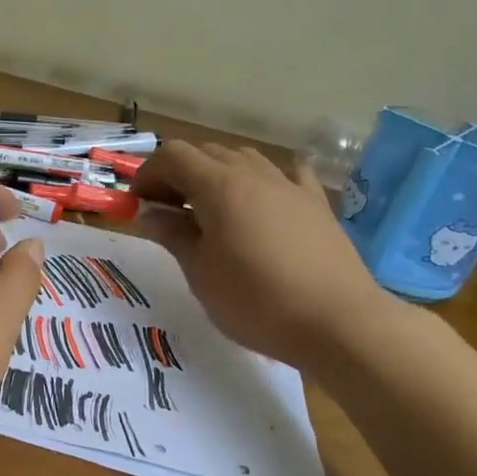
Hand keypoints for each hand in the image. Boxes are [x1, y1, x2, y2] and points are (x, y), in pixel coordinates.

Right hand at [129, 142, 393, 371]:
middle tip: (166, 210)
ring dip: (216, 173)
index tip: (138, 204)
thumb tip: (149, 213)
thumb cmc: (256, 301)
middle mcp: (253, 174)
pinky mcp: (316, 204)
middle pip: (206, 152)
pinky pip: (286, 174)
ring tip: (208, 209)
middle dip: (178, 173)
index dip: (148, 173)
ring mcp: (289, 185)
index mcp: (219, 187)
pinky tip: (262, 198)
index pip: (172, 156)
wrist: (338, 323)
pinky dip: (263, 179)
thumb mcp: (200, 273)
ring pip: (243, 158)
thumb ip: (173, 235)